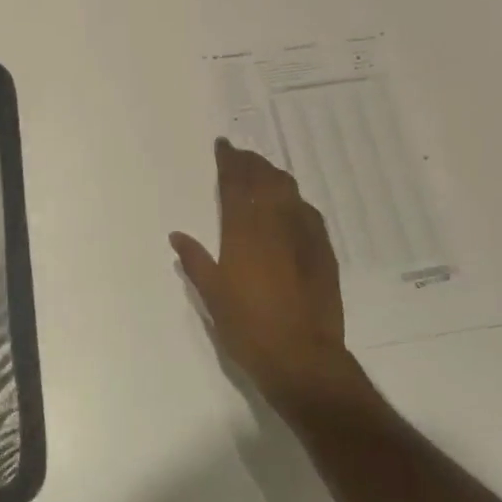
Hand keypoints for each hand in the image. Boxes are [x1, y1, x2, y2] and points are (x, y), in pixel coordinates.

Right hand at [170, 138, 352, 402]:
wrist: (303, 357)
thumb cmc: (248, 328)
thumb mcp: (212, 296)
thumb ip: (195, 261)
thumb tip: (177, 235)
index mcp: (243, 230)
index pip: (235, 182)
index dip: (229, 160)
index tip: (223, 145)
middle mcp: (274, 222)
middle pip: (263, 178)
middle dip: (251, 162)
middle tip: (241, 155)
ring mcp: (303, 234)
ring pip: (288, 190)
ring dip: (273, 175)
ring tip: (263, 172)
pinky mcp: (323, 250)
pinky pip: (307, 211)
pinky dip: (295, 200)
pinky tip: (292, 205)